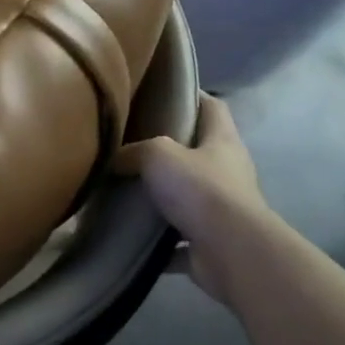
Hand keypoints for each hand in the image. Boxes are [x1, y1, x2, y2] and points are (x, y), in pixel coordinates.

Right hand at [136, 95, 269, 305]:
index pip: (212, 107)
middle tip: (131, 144)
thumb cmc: (200, 190)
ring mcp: (223, 210)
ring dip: (163, 198)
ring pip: (188, 197)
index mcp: (223, 142)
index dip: (192, 96)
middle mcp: (228, 172)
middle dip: (169, 149)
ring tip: (125, 191)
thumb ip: (135, 151)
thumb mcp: (158, 154)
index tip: (162, 92)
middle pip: (199, 152)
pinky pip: (179, 240)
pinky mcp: (212, 243)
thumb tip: (114, 159)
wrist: (230, 251)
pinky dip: (158, 241)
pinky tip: (131, 237)